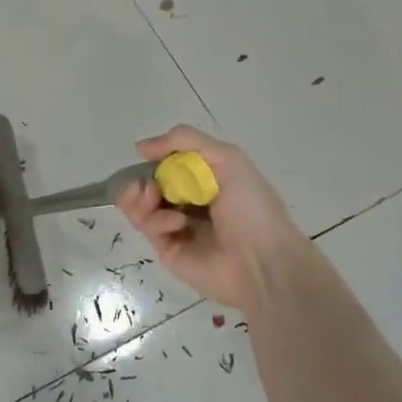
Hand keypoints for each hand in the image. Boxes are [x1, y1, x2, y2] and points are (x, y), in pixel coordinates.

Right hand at [116, 124, 311, 313]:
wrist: (263, 261)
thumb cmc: (250, 205)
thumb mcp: (226, 158)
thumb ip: (184, 140)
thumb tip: (140, 147)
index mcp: (206, 178)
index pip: (168, 162)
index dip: (156, 158)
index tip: (148, 155)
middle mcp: (189, 201)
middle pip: (149, 184)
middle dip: (141, 179)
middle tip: (148, 186)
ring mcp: (177, 226)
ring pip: (140, 206)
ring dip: (138, 197)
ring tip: (149, 197)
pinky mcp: (168, 249)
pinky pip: (148, 227)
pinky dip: (157, 220)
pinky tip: (177, 224)